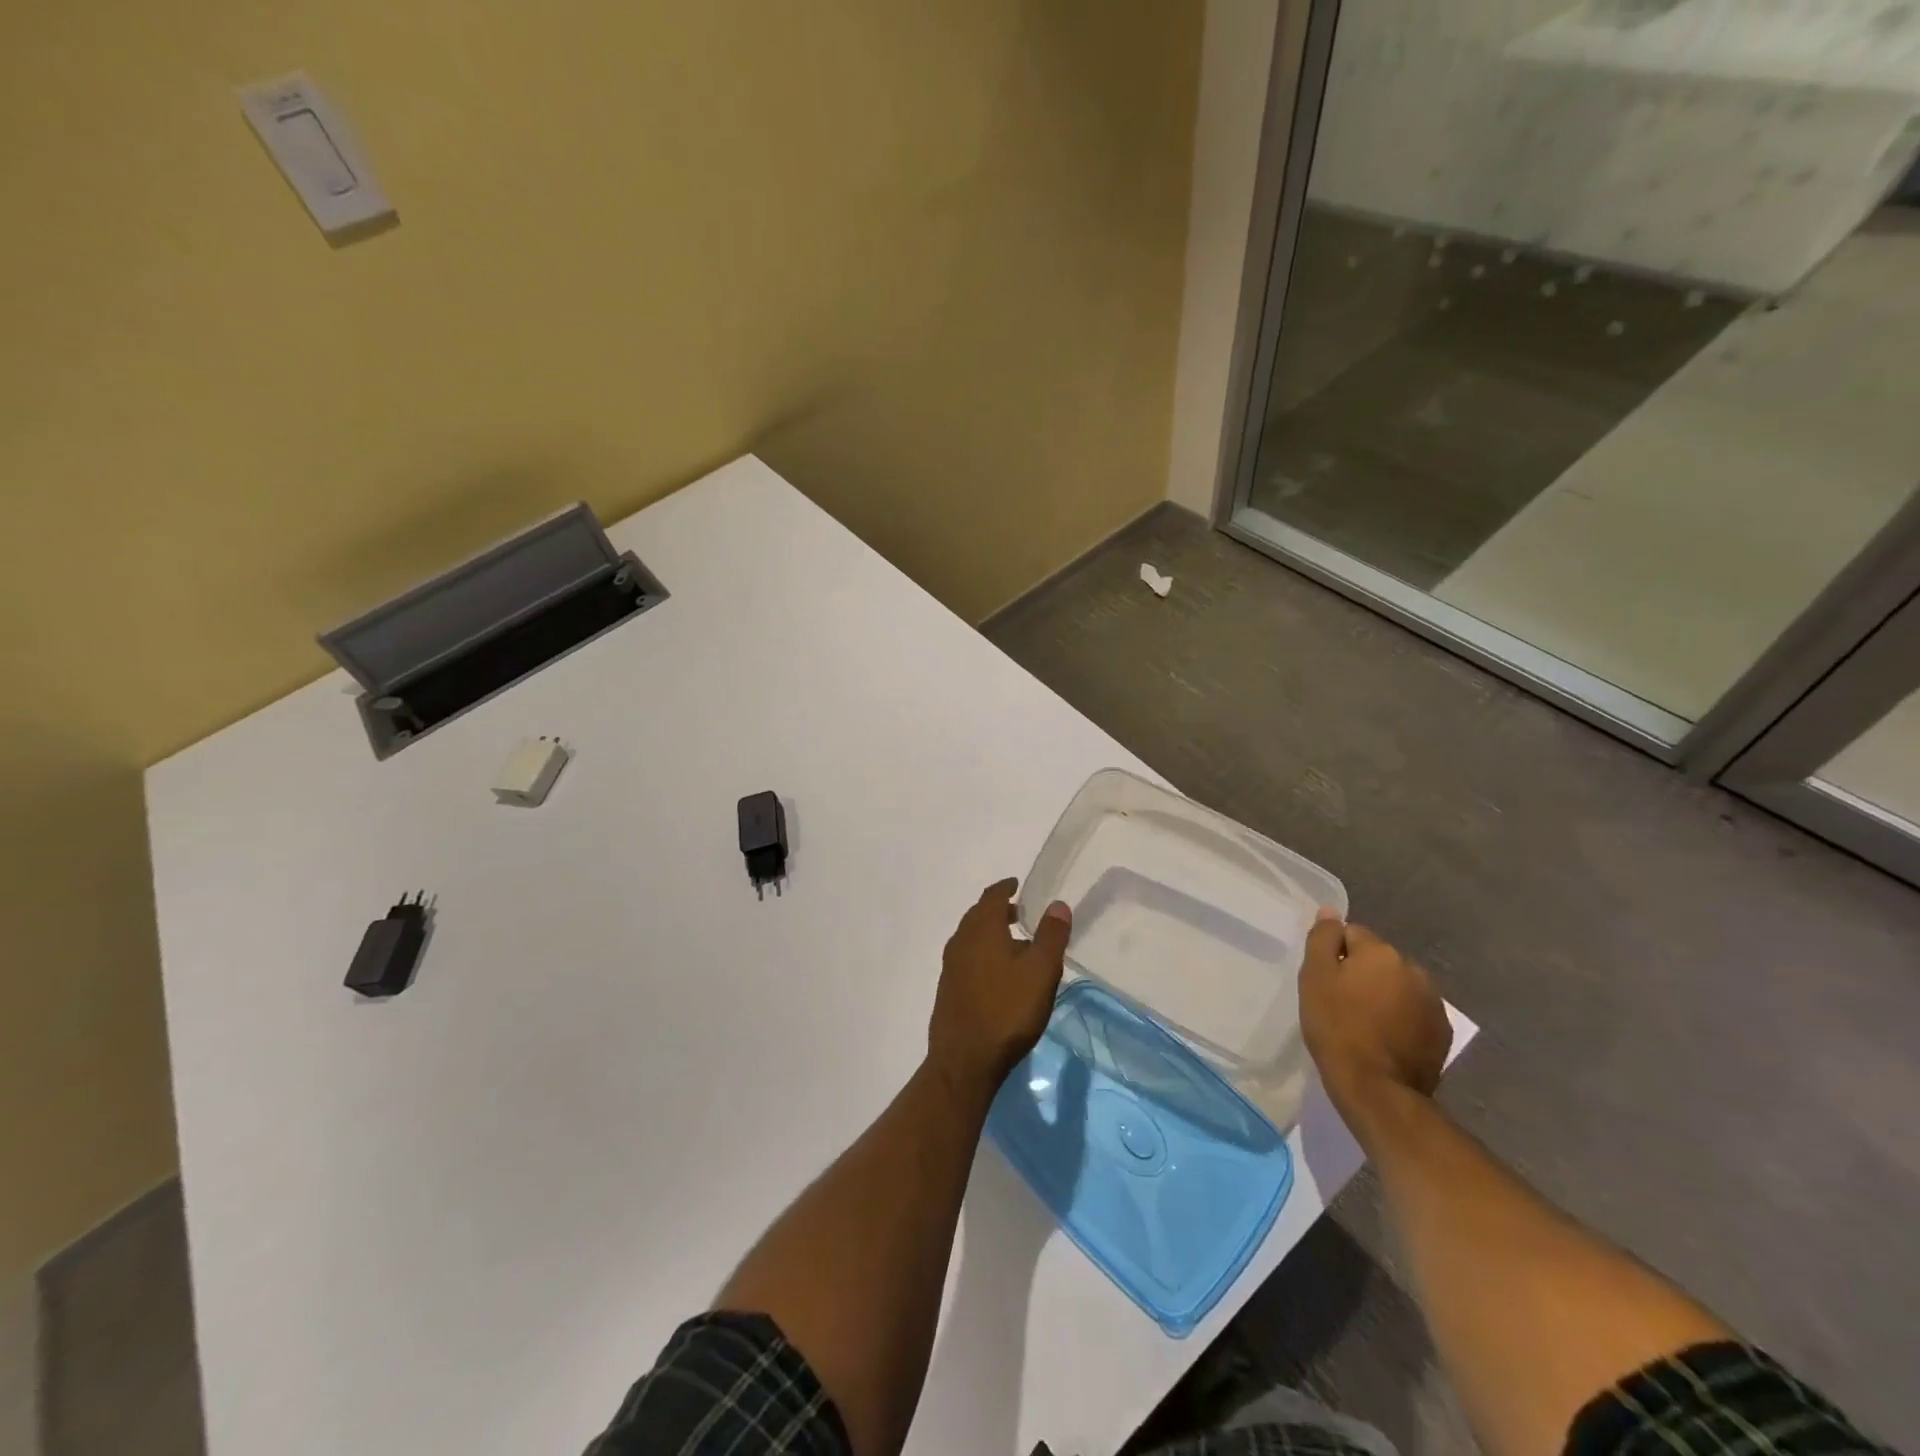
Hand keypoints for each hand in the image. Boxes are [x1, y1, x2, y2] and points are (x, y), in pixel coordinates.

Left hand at [927, 879, 1070, 1098]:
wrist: (964, 1060)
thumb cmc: (1007, 1010)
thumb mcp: (1041, 971)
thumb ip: (1051, 936)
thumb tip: (1057, 904)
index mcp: (981, 929)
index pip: (992, 896)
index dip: (1005, 888)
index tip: (1017, 885)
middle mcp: (960, 941)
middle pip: (978, 916)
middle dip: (999, 911)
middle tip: (1021, 914)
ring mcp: (950, 967)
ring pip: (972, 939)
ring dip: (991, 935)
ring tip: (1016, 946)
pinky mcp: (948, 990)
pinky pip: (968, 959)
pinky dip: (983, 954)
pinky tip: (1000, 976)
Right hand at [1300, 914, 1450, 1111]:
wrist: (1376, 1088)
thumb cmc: (1337, 1026)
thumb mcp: (1315, 977)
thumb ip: (1323, 938)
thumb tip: (1330, 911)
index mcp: (1382, 952)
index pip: (1352, 934)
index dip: (1334, 955)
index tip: (1325, 981)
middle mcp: (1414, 969)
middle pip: (1378, 959)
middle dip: (1362, 973)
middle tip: (1341, 1002)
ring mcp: (1433, 1002)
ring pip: (1398, 985)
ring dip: (1383, 995)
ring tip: (1364, 1023)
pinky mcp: (1442, 1032)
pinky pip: (1414, 1012)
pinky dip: (1400, 1018)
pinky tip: (1385, 1039)